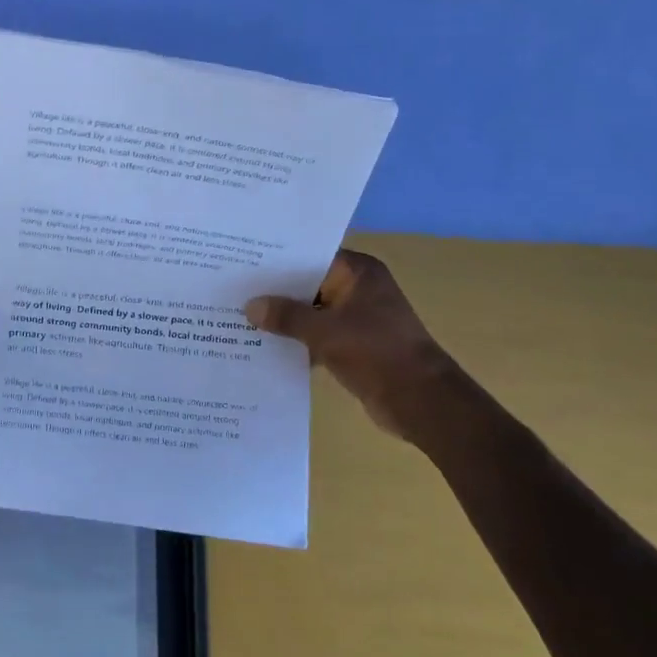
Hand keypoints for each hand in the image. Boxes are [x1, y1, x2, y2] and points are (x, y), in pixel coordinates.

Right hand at [245, 249, 457, 442]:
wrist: (421, 401)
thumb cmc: (376, 353)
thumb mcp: (325, 331)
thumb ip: (286, 316)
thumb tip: (251, 306)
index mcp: (358, 272)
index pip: (310, 255)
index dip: (277, 260)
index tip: (242, 262)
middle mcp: (359, 288)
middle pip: (309, 283)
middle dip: (276, 291)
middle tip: (235, 290)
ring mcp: (358, 317)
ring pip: (312, 310)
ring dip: (286, 318)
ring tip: (242, 317)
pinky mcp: (355, 344)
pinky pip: (319, 334)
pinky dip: (299, 339)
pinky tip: (266, 345)